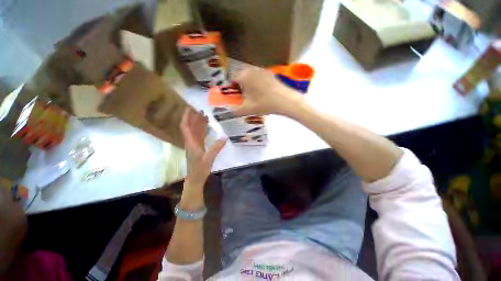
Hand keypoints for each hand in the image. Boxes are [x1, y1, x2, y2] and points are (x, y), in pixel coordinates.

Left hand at [179, 108, 226, 209]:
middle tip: (201, 109)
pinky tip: (207, 127)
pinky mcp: (198, 148)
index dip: (186, 117)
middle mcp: (191, 142)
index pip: (185, 127)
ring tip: (205, 115)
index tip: (190, 108)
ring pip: (195, 131)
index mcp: (191, 143)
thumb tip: (225, 137)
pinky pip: (200, 136)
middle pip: (190, 127)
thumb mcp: (209, 158)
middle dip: (194, 117)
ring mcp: (194, 145)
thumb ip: (216, 148)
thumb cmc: (199, 169)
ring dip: (198, 123)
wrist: (195, 179)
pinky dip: (202, 130)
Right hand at [232, 67, 302, 115]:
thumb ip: (235, 110)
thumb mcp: (247, 109)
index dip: (232, 89)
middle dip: (241, 87)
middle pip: (241, 77)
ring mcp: (262, 70)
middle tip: (245, 97)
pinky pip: (259, 78)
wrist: (284, 100)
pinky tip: (263, 93)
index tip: (236, 97)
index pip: (232, 80)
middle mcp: (251, 70)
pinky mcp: (270, 73)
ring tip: (254, 96)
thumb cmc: (263, 104)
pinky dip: (258, 84)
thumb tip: (231, 110)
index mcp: (243, 76)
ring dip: (249, 85)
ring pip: (251, 77)